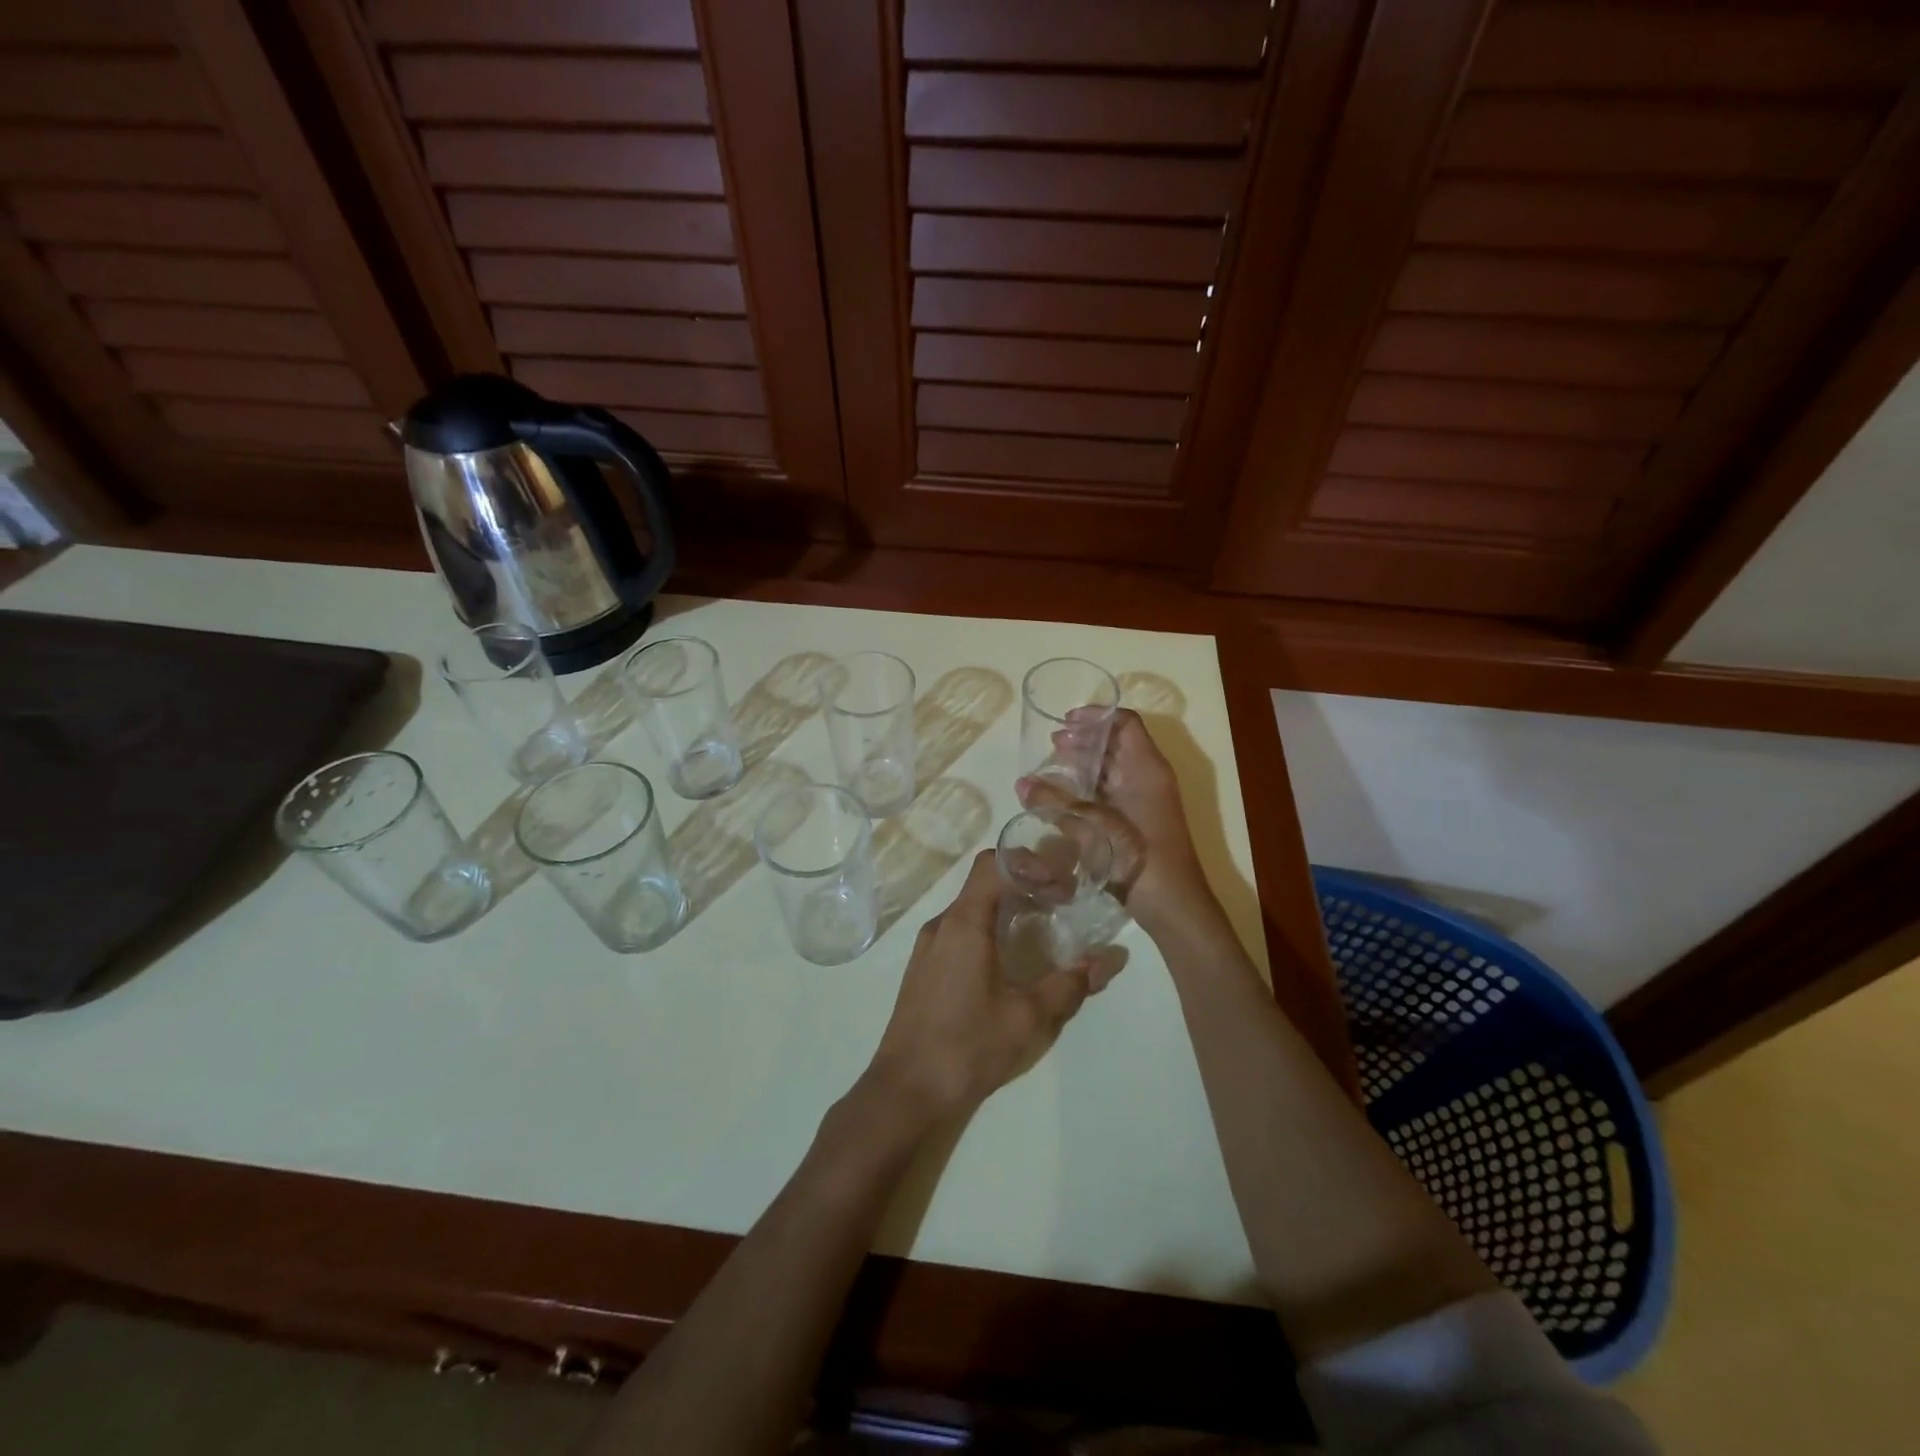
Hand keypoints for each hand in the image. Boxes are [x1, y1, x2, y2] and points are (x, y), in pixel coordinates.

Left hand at [864, 849, 1101, 1121]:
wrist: (905, 1091)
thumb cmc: (967, 1047)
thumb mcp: (1027, 1017)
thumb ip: (1069, 984)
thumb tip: (1109, 959)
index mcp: (963, 923)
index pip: (993, 863)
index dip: (1031, 864)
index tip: (1062, 886)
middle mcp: (941, 925)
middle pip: (983, 881)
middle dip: (1025, 883)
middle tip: (1062, 902)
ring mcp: (927, 946)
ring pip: (971, 907)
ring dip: (1007, 906)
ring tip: (1042, 927)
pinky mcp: (923, 968)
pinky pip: (959, 930)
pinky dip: (989, 928)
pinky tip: (1010, 959)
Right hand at [1017, 708, 1208, 931]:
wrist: (1172, 905)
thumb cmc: (1138, 856)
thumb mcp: (1093, 826)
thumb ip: (1056, 803)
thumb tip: (1021, 783)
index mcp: (1147, 768)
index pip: (1125, 723)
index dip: (1096, 716)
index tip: (1065, 720)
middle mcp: (1148, 777)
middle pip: (1116, 744)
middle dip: (1084, 740)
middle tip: (1052, 744)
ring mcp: (1144, 800)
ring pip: (1112, 769)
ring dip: (1084, 763)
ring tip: (1052, 765)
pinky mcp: (1136, 821)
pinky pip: (1110, 792)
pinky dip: (1088, 787)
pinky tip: (1063, 796)